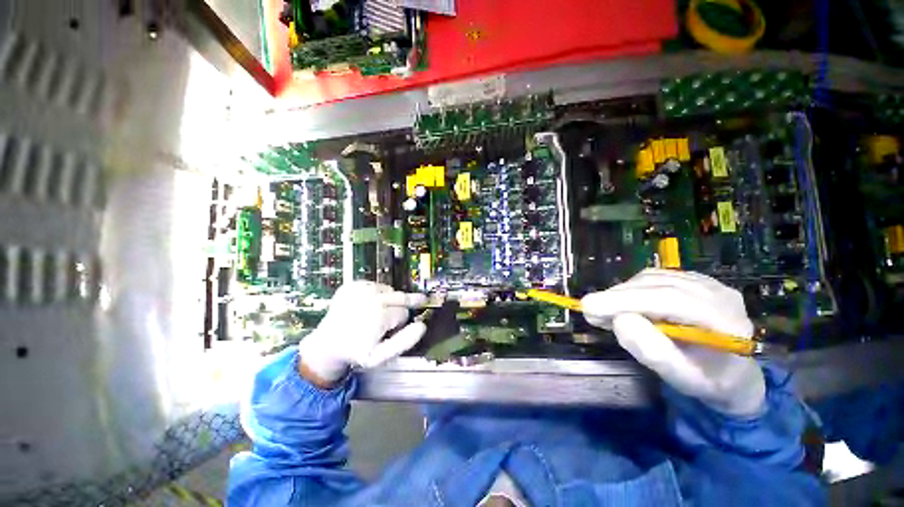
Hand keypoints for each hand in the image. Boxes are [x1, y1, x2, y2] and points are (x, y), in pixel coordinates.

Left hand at [298, 281, 427, 386]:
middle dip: (405, 304)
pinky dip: (377, 292)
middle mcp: (371, 297)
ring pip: (389, 289)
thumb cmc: (355, 351)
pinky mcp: (352, 285)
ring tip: (379, 312)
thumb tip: (422, 326)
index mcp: (380, 314)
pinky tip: (371, 303)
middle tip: (419, 300)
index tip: (393, 330)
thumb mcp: (381, 355)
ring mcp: (360, 289)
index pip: (405, 312)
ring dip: (389, 299)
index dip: (402, 322)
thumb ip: (404, 342)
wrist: (328, 344)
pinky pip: (375, 284)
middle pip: (400, 296)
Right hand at [581, 269, 765, 415]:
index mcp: (726, 320)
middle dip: (617, 296)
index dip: (624, 301)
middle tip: (588, 310)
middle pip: (657, 285)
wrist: (733, 374)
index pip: (669, 299)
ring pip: (651, 278)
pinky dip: (630, 289)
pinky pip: (653, 278)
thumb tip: (620, 320)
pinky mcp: (691, 280)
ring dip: (621, 292)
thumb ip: (654, 352)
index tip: (588, 307)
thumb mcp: (683, 379)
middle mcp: (718, 293)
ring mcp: (706, 282)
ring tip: (603, 310)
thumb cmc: (709, 381)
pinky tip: (621, 304)